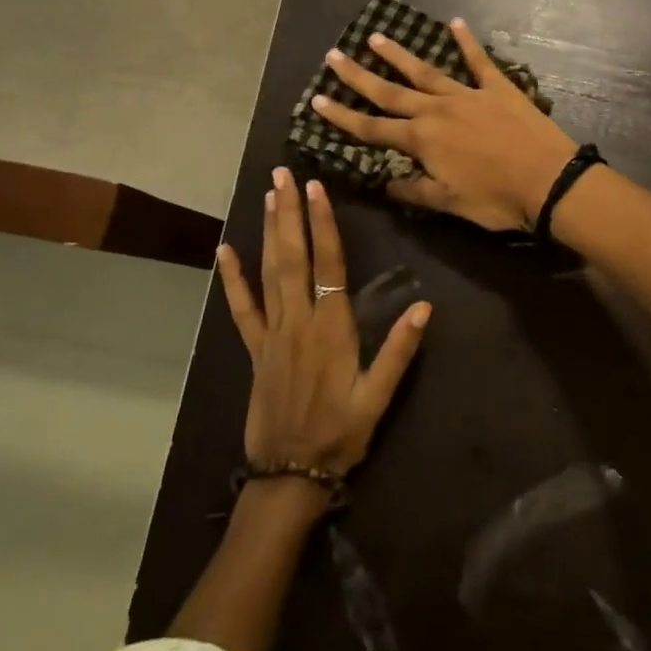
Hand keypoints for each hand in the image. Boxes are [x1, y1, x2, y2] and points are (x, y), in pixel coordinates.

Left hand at [216, 169, 430, 481]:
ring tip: (267, 196)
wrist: (289, 475)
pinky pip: (241, 308)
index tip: (317, 190)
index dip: (323, 225)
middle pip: (292, 257)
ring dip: (268, 232)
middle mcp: (298, 322)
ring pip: (268, 273)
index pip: (328, 265)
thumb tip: (425, 307)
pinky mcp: (255, 350)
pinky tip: (224, 251)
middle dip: (288, 213)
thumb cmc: (340, 435)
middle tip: (283, 175)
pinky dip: (233, 279)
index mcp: (331, 329)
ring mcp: (272, 334)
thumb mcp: (377, 398)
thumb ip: (398, 351)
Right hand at [308, 19, 578, 230]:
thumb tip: (383, 182)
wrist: (549, 181)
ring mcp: (468, 95)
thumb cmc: (497, 199)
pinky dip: (467, 42)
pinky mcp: (498, 88)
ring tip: (376, 38)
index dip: (342, 116)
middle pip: (390, 92)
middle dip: (359, 76)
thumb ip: (414, 189)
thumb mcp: (449, 203)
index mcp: (422, 140)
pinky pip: (479, 61)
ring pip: (426, 71)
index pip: (371, 128)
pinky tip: (455, 23)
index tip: (316, 100)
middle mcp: (438, 110)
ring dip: (400, 55)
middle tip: (334, 56)